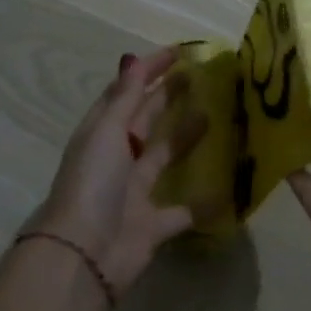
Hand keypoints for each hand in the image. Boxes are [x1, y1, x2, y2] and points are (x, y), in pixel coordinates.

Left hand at [30, 47, 206, 298]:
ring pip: (164, 157)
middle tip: (200, 77)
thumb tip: (133, 58)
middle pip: (145, 120)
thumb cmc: (92, 184)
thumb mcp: (106, 132)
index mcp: (101, 133)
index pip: (125, 92)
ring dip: (186, 138)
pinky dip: (203, 202)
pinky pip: (183, 210)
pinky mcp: (153, 225)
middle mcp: (117, 159)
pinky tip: (227, 187)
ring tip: (214, 115)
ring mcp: (134, 192)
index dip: (148, 71)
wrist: (83, 257)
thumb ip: (125, 98)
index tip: (178, 52)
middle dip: (168, 97)